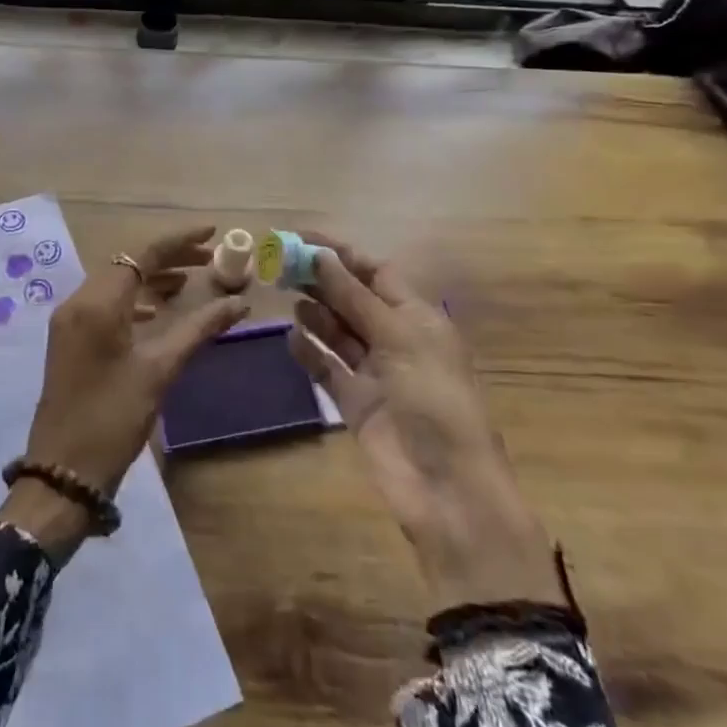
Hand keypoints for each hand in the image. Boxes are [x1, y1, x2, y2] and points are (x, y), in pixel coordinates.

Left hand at [0, 224, 247, 557]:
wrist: (63, 472)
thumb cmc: (113, 418)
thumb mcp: (160, 370)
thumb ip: (199, 329)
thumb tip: (239, 303)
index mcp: (97, 304)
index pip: (141, 255)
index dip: (178, 242)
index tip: (212, 235)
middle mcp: (77, 302)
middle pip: (126, 264)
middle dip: (167, 259)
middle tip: (209, 262)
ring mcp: (69, 322)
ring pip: (115, 285)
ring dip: (150, 280)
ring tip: (190, 285)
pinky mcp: (69, 341)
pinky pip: (104, 305)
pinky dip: (133, 302)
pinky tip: (157, 314)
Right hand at [288, 235, 563, 613]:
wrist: (446, 488)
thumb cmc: (434, 401)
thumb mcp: (399, 339)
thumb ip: (355, 298)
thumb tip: (321, 256)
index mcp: (417, 318)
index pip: (376, 272)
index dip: (341, 253)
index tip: (301, 238)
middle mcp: (396, 339)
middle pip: (353, 299)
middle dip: (321, 280)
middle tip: (280, 264)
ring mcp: (375, 372)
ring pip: (337, 331)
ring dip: (314, 312)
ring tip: (283, 294)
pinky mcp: (356, 402)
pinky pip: (327, 368)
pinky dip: (309, 351)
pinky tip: (289, 337)